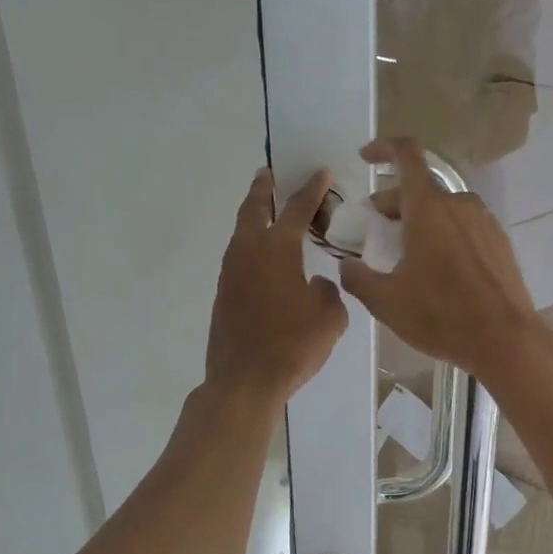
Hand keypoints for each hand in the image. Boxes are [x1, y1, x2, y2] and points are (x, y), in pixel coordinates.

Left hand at [205, 167, 348, 403]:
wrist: (244, 381)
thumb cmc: (293, 346)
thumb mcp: (330, 318)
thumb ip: (328, 292)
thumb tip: (315, 285)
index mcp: (278, 250)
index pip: (297, 209)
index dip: (312, 190)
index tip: (321, 172)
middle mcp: (249, 253)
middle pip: (253, 209)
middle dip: (263, 189)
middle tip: (268, 174)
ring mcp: (230, 273)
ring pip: (240, 232)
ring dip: (253, 216)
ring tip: (264, 210)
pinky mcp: (223, 294)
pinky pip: (237, 257)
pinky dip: (249, 245)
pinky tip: (261, 257)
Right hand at [338, 137, 543, 378]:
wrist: (505, 339)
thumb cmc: (441, 316)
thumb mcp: (387, 302)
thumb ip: (358, 278)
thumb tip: (346, 266)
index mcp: (428, 208)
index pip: (406, 155)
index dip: (383, 148)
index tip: (366, 158)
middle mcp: (458, 204)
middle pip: (420, 188)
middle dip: (393, 203)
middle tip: (377, 233)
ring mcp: (484, 222)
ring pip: (443, 208)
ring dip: (420, 221)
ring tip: (407, 255)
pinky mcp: (500, 242)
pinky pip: (464, 226)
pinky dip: (445, 234)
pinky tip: (439, 270)